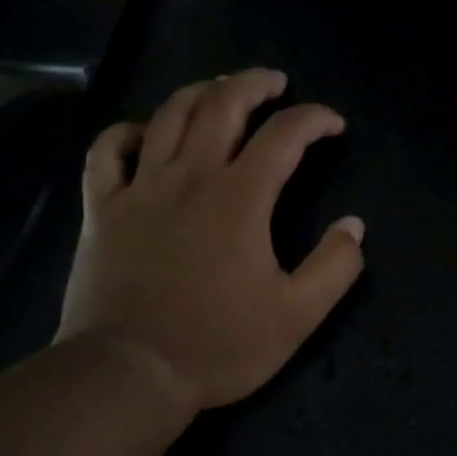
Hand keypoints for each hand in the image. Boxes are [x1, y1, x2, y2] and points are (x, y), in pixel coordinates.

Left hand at [57, 70, 366, 415]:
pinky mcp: (102, 209)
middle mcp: (190, 177)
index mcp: (240, 197)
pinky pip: (106, 152)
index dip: (314, 119)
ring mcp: (140, 188)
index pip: (284, 135)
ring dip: (199, 93)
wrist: (128, 373)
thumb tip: (354, 226)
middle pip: (222, 105)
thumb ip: (334, 267)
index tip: (332, 123)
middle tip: (273, 82)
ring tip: (218, 89)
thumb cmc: (218, 345)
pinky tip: (142, 133)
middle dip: (253, 84)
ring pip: (168, 116)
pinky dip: (125, 132)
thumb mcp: (296, 316)